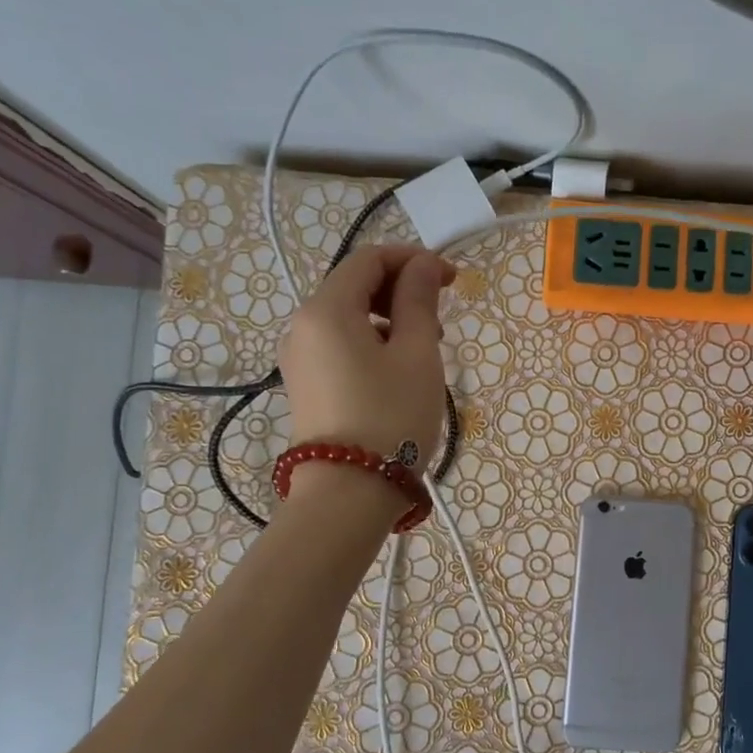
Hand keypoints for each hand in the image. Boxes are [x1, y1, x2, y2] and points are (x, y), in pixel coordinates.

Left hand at [279, 244, 454, 461]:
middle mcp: (302, 325)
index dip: (413, 260)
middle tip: (442, 320)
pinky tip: (400, 369)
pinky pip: (341, 344)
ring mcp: (299, 357)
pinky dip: (373, 341)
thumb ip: (419, 301)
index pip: (369, 260)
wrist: (349, 492)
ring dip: (390, 318)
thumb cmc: (392, 416)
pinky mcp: (306, 383)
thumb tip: (424, 266)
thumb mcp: (417, 354)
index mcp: (326, 309)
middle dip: (402, 290)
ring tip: (426, 348)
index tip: (452, 279)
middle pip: (355, 285)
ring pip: (349, 316)